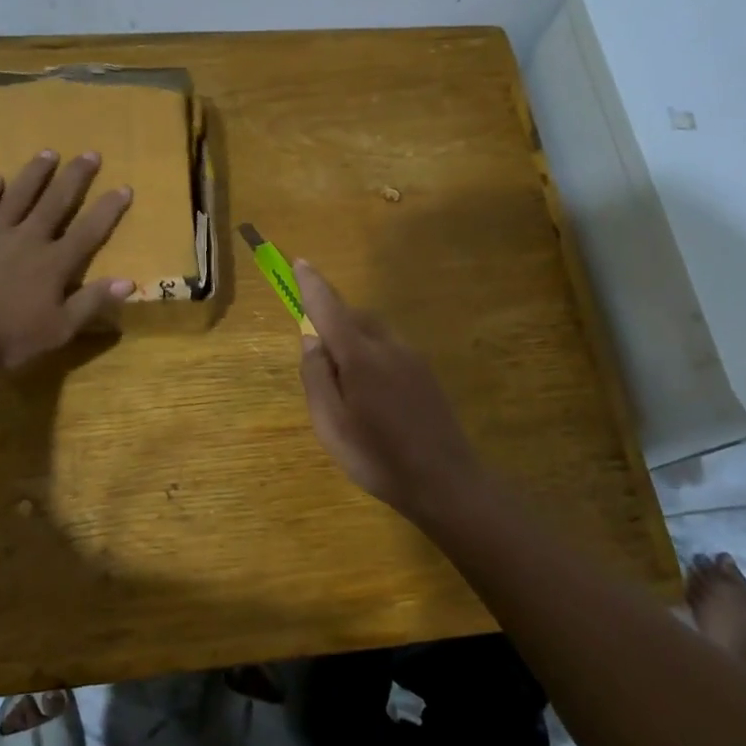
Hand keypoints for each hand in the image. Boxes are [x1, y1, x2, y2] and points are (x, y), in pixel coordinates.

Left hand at [0, 150, 133, 375]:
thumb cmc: (10, 336)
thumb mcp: (60, 330)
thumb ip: (92, 302)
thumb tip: (128, 282)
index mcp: (54, 263)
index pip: (89, 230)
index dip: (108, 209)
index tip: (124, 187)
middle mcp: (28, 238)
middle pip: (56, 201)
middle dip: (75, 177)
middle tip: (90, 154)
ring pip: (18, 195)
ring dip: (35, 173)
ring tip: (48, 152)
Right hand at [295, 260, 487, 522]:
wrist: (446, 483)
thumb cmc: (377, 457)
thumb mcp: (330, 424)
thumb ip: (316, 377)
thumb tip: (311, 340)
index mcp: (360, 356)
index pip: (329, 308)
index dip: (312, 284)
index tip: (299, 262)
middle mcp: (388, 347)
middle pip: (354, 317)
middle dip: (332, 320)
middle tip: (318, 360)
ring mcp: (412, 359)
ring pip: (374, 333)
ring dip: (353, 339)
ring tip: (345, 385)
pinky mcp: (427, 375)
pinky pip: (390, 350)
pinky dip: (372, 355)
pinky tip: (372, 395)